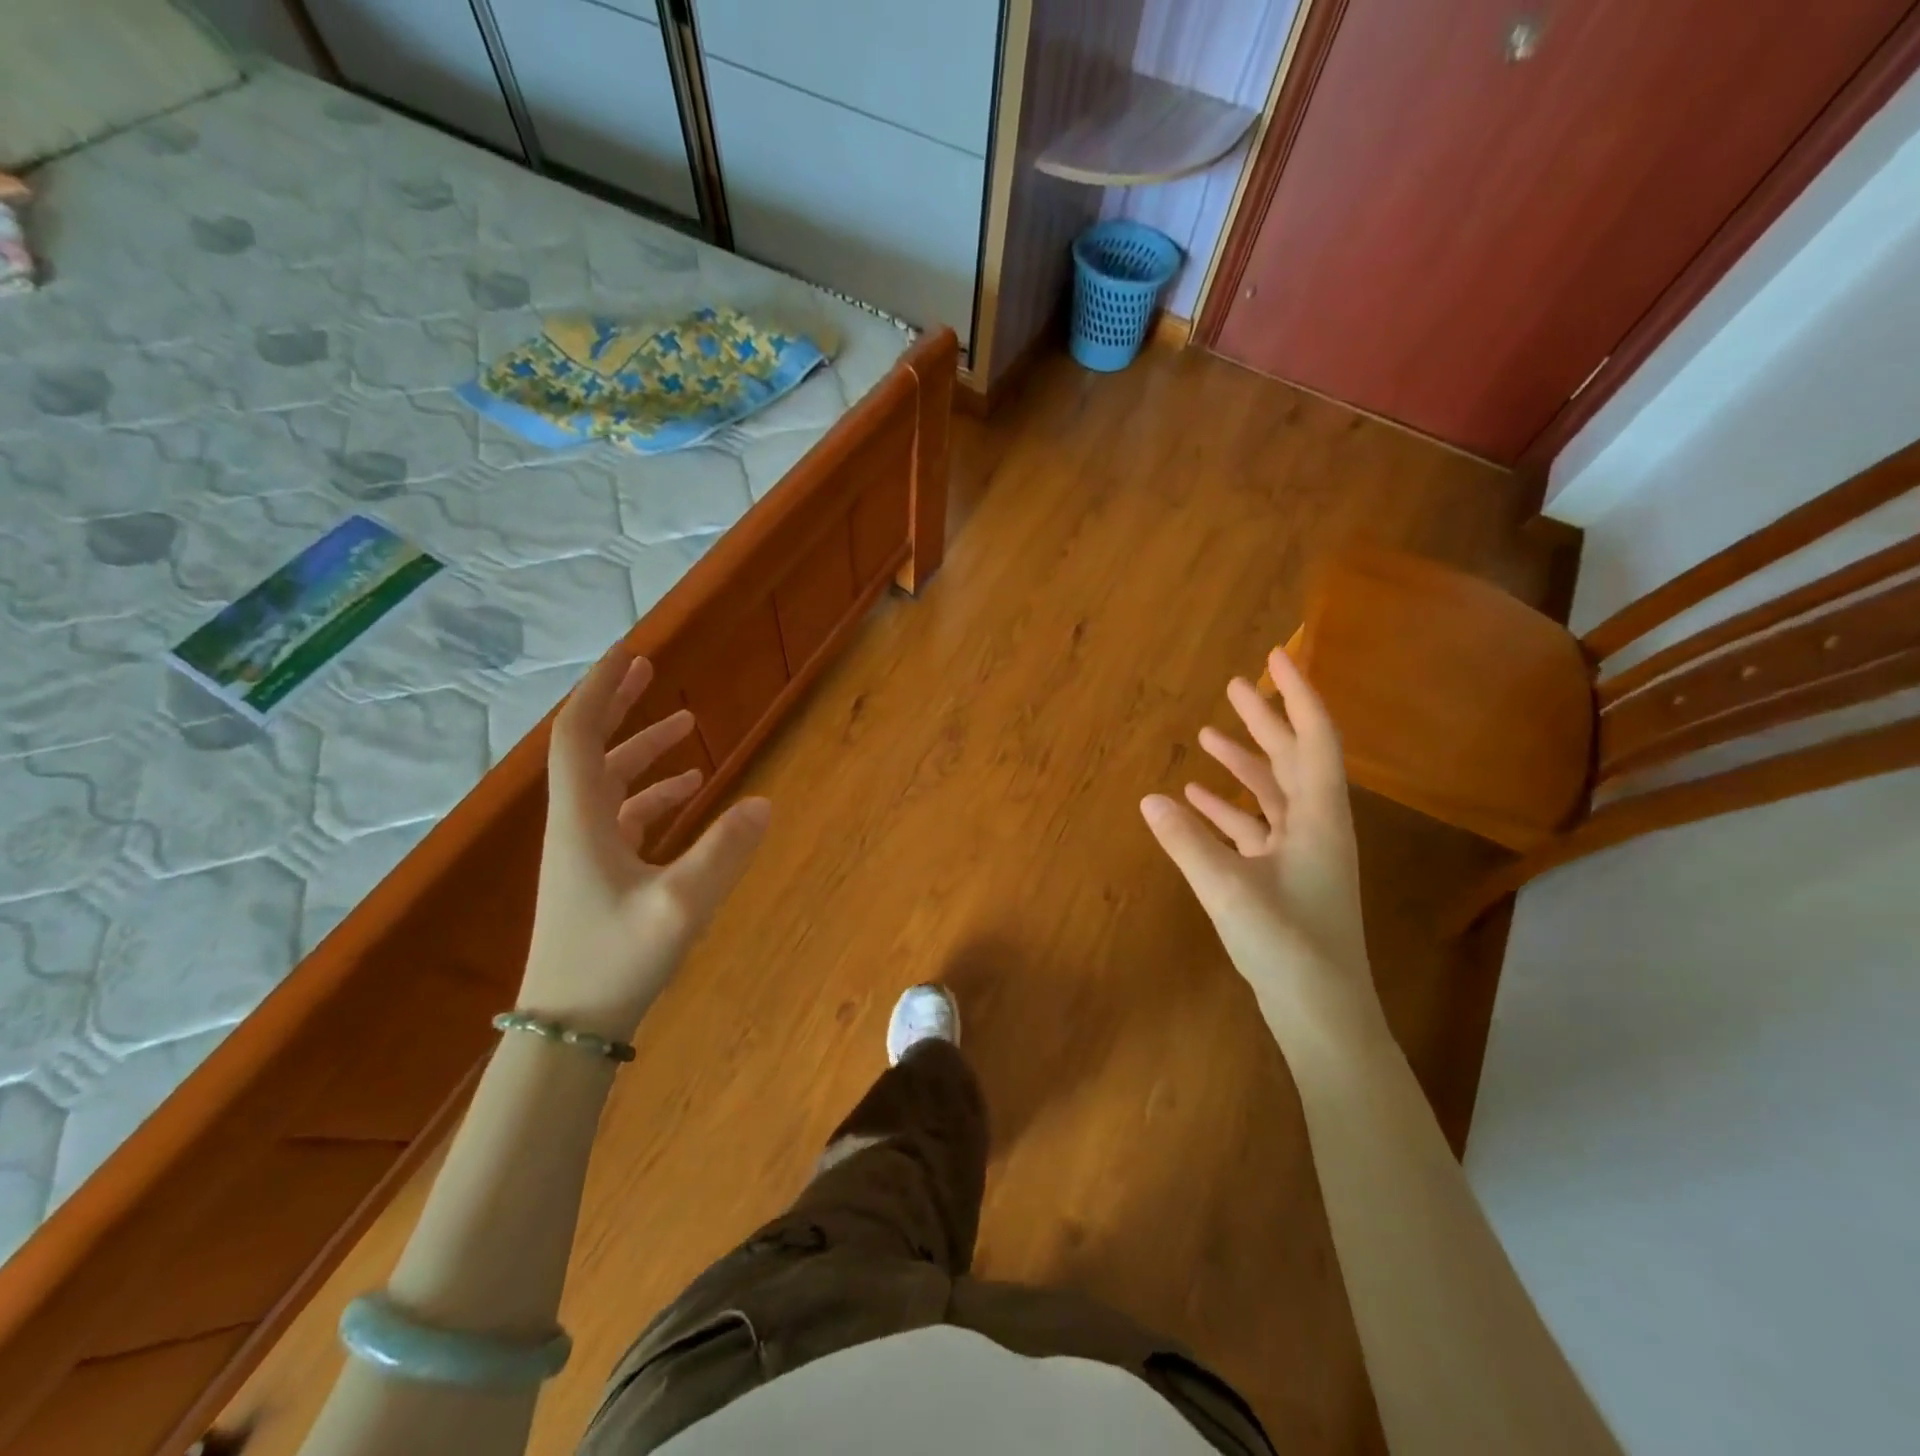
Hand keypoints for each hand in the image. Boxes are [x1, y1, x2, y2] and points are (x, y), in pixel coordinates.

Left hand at [518, 644, 770, 1042]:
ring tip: (688, 726)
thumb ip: (724, 852)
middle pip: (590, 749)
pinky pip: (625, 816)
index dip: (600, 689)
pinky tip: (690, 792)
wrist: (569, 1029)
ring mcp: (586, 852)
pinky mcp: (599, 875)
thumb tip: (765, 802)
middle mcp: (576, 826)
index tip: (629, 653)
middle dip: (619, 706)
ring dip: (644, 750)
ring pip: (610, 782)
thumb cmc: (615, 962)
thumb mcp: (680, 906)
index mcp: (582, 820)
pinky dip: (654, 794)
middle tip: (649, 670)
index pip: (579, 735)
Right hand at [1140, 647, 1381, 1054]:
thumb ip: (1187, 841)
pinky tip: (1195, 801)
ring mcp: (1302, 853)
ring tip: (1207, 736)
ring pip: (1272, 793)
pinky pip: (1255, 828)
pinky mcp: (1285, 877)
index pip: (1314, 738)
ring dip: (1243, 763)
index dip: (1297, 694)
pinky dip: (1228, 809)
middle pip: (1292, 758)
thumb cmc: (1287, 945)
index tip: (1276, 657)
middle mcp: (1316, 826)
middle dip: (1264, 720)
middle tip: (1234, 685)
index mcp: (1319, 817)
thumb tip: (1150, 799)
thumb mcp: (1228, 888)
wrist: (1322, 1013)